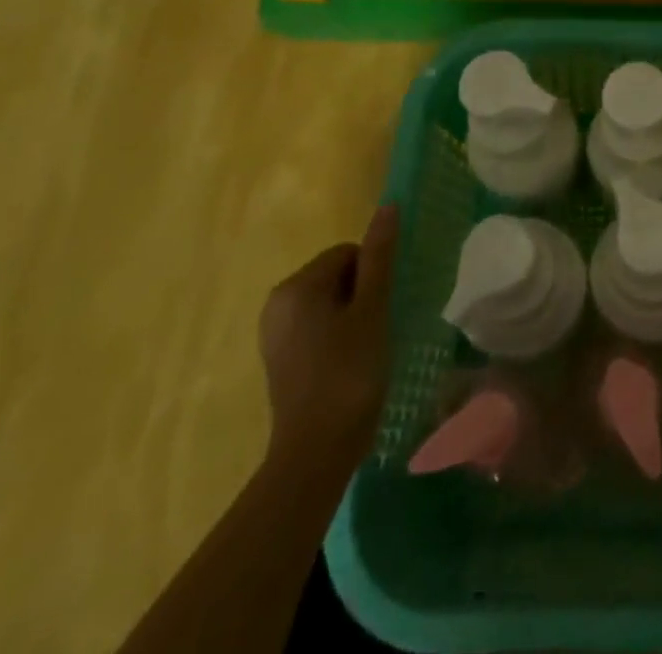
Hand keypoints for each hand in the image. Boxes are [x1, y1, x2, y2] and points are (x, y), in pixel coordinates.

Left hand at [258, 205, 399, 469]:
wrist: (315, 454)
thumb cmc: (349, 373)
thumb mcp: (372, 309)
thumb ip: (379, 256)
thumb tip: (388, 206)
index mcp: (296, 286)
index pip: (348, 253)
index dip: (373, 277)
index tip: (382, 310)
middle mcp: (276, 303)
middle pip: (336, 275)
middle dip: (361, 295)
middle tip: (376, 329)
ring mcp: (274, 334)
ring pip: (328, 303)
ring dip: (352, 317)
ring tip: (365, 349)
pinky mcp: (279, 360)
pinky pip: (316, 328)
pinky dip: (336, 337)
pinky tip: (348, 364)